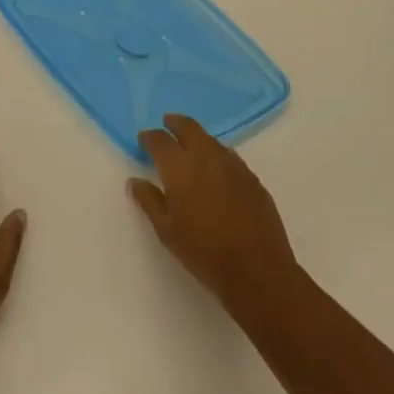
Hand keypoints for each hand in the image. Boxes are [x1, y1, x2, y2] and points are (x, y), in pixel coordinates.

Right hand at [130, 115, 298, 317]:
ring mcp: (234, 166)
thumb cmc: (203, 252)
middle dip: (175, 123)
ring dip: (197, 137)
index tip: (143, 139)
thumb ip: (149, 200)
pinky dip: (217, 154)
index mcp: (180, 168)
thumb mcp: (166, 230)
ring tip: (190, 146)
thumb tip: (135, 181)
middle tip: (166, 124)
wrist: (257, 271)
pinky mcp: (253, 179)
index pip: (160, 140)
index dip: (149, 137)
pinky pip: (230, 156)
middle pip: (189, 127)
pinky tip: (216, 169)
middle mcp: (207, 158)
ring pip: (211, 140)